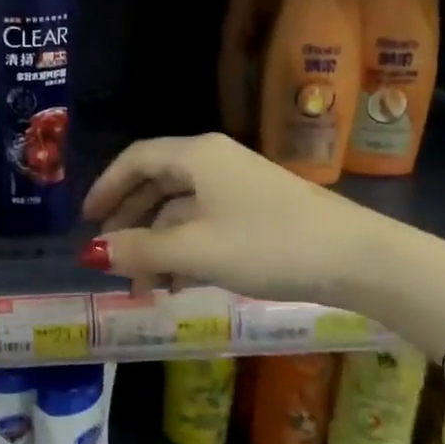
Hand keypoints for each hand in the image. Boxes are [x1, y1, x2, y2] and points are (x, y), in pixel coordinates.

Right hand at [82, 133, 394, 307]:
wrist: (358, 258)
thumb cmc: (267, 244)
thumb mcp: (194, 250)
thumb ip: (139, 251)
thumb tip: (91, 254)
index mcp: (196, 156)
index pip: (135, 160)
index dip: (106, 188)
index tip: (86, 221)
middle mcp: (214, 162)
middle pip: (156, 184)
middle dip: (130, 222)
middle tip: (111, 257)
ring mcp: (238, 186)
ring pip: (181, 209)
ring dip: (157, 244)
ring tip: (144, 286)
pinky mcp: (258, 211)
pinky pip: (206, 223)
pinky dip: (185, 250)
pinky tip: (180, 284)